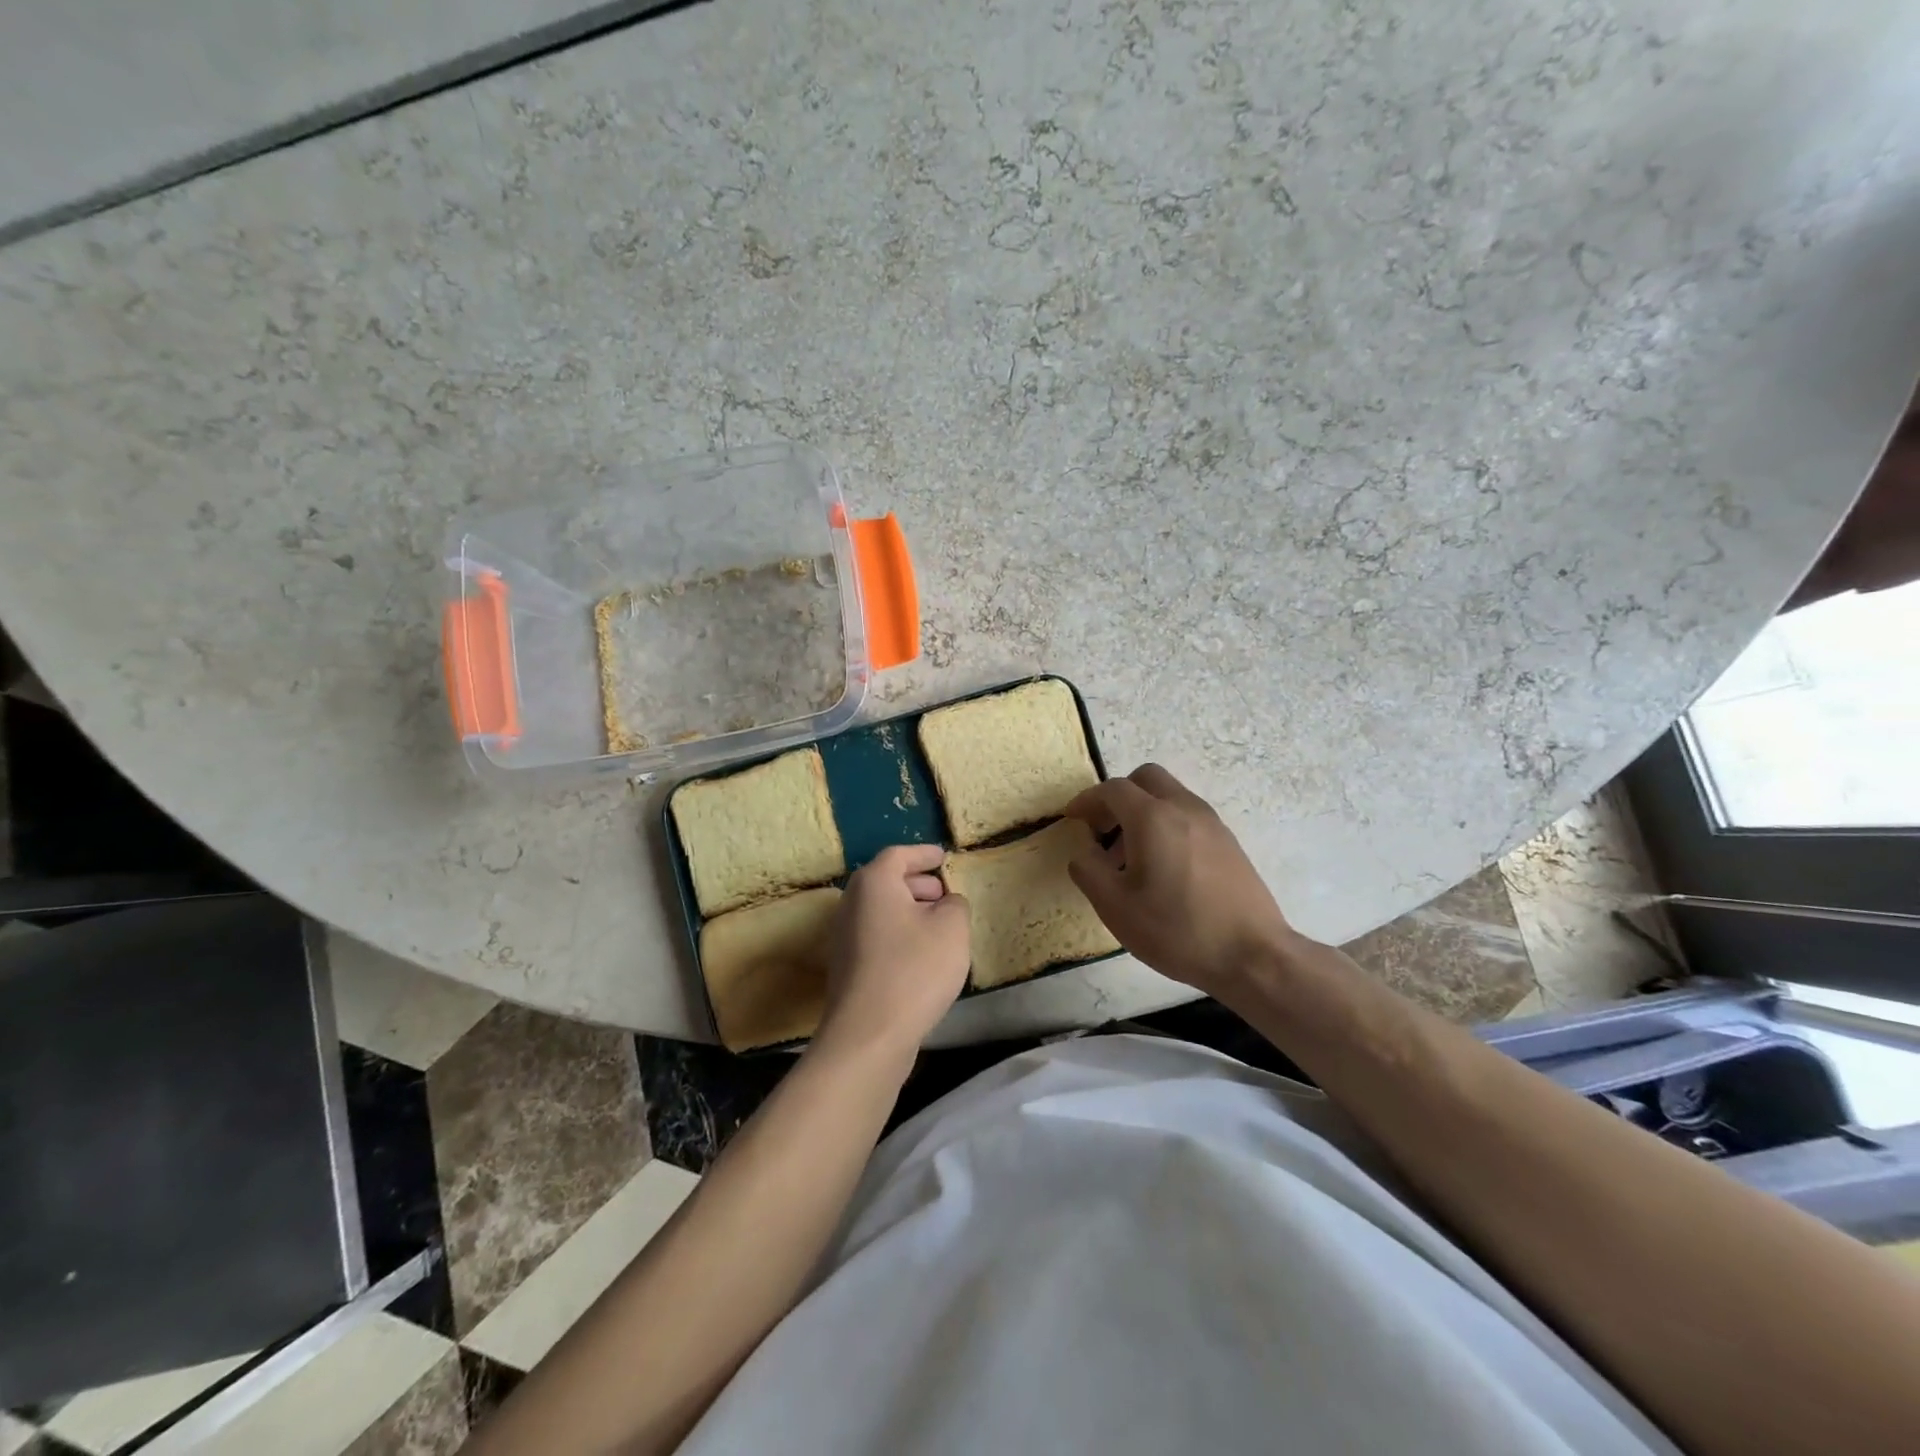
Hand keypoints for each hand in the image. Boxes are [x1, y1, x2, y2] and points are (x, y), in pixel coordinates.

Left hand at [814, 845, 970, 1065]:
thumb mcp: (952, 928)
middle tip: (944, 892)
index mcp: (874, 882)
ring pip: (881, 910)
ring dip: (909, 910)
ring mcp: (844, 936)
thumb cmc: (914, 969)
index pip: (899, 855)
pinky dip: (899, 933)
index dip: (924, 853)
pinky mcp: (847, 966)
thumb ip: (955, 904)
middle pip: (886, 881)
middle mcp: (852, 902)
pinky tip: (922, 954)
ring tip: (940, 923)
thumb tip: (946, 903)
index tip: (943, 856)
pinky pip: (877, 935)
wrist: (869, 1034)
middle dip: (918, 883)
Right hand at [1064, 764, 1294, 997]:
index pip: (1113, 790)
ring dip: (1143, 811)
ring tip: (1130, 857)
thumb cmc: (1177, 930)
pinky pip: (1188, 816)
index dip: (1087, 800)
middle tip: (1103, 829)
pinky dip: (1166, 824)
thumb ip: (1089, 871)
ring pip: (1169, 796)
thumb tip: (1084, 851)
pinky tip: (1162, 867)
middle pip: (1146, 778)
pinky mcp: (1228, 842)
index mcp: (1153, 818)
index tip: (1072, 818)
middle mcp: (1184, 809)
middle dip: (1118, 796)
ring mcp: (1212, 823)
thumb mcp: (1116, 908)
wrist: (1253, 955)